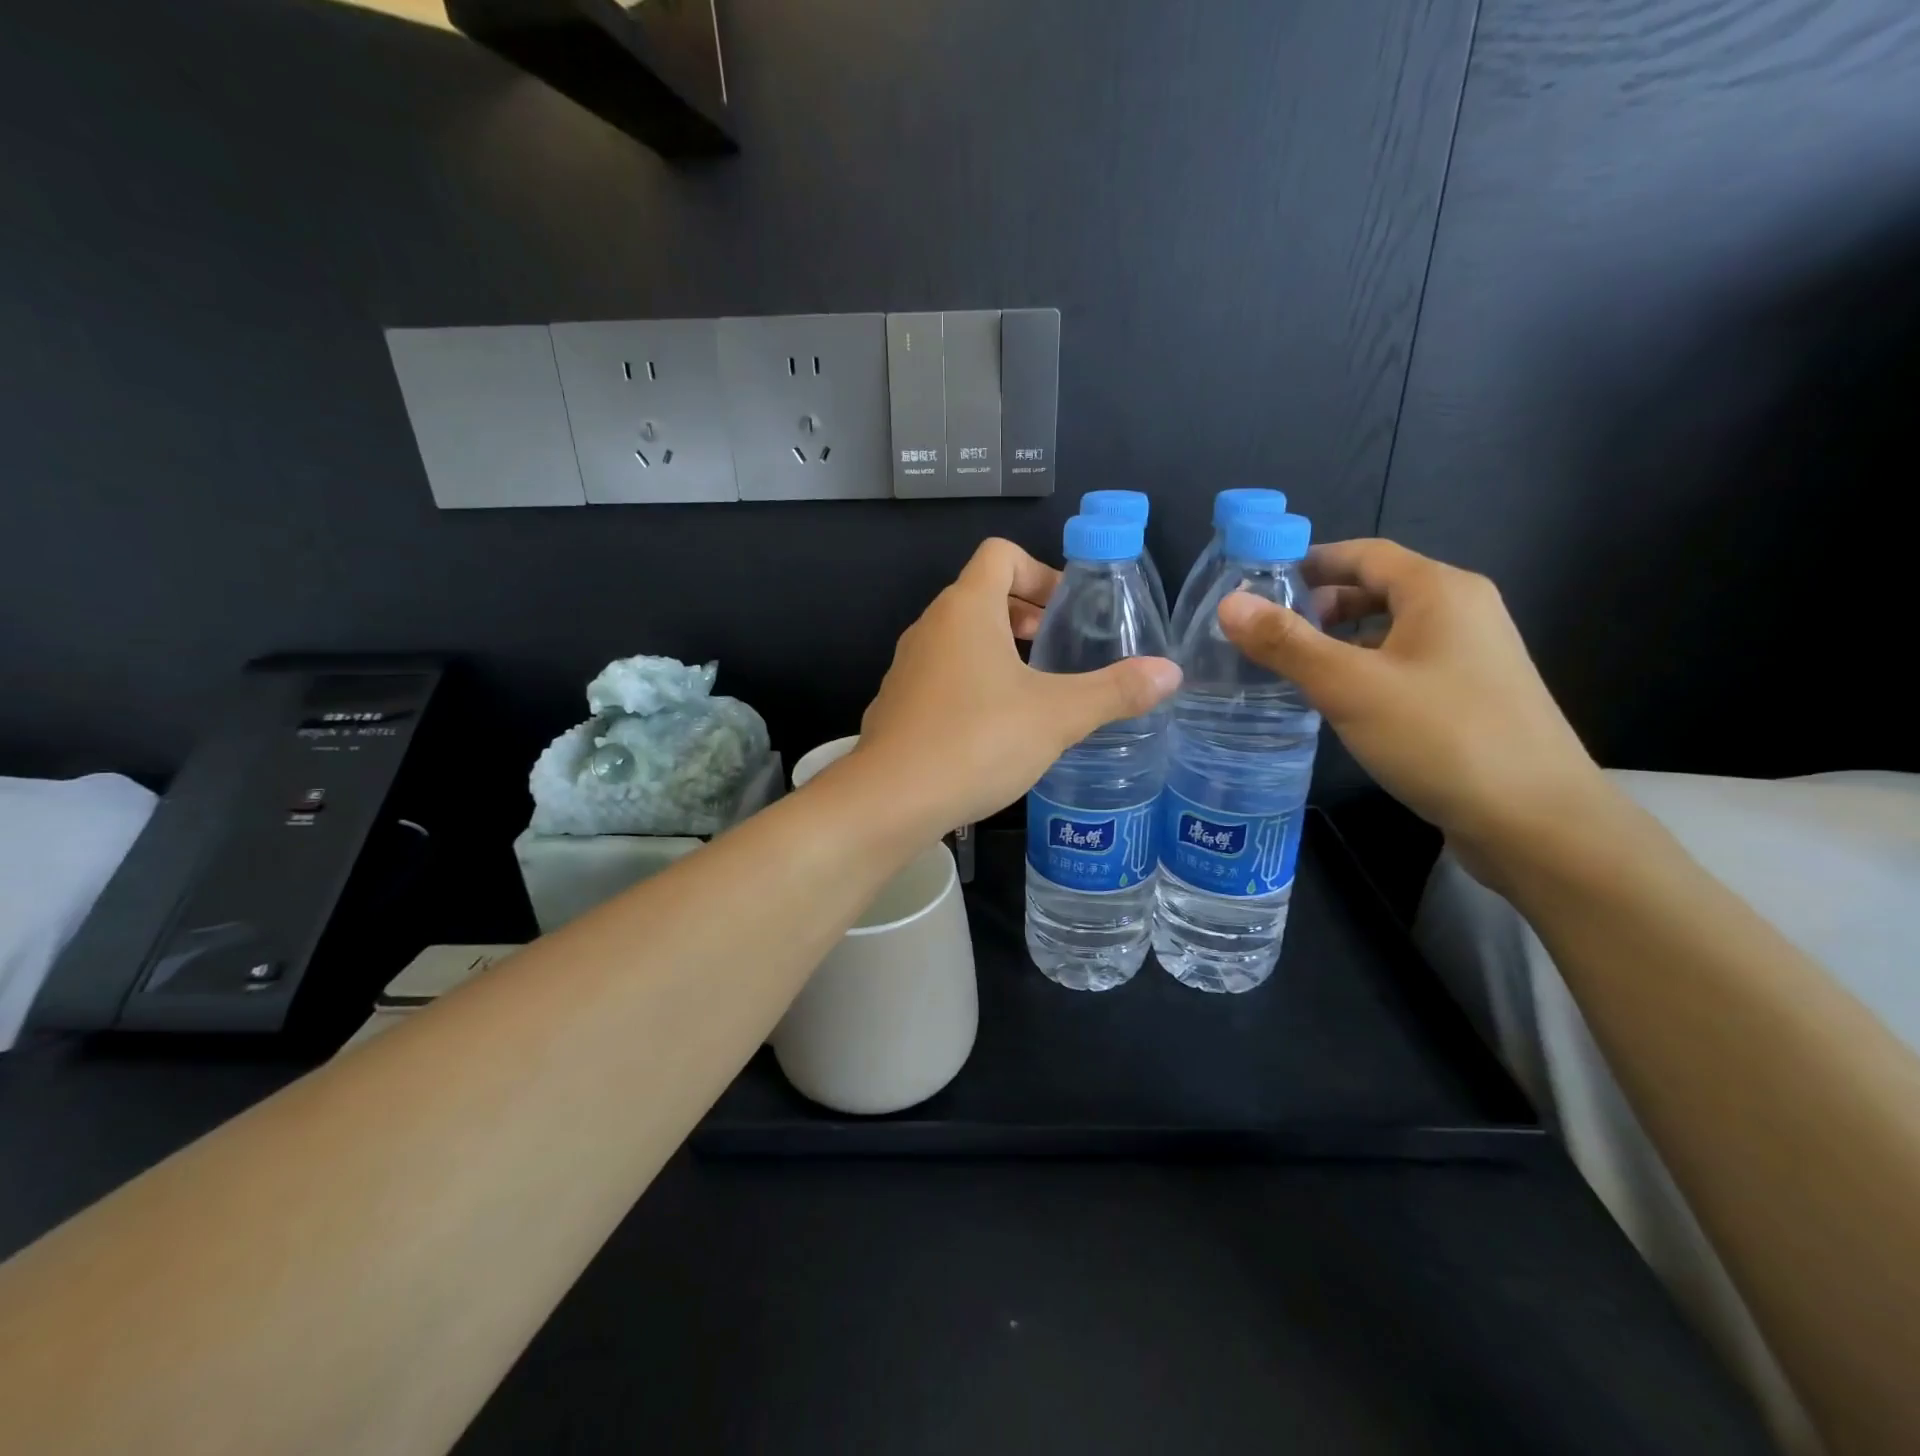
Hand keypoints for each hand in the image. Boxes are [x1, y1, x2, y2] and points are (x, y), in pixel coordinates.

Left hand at [850, 539, 1180, 834]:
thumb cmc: (977, 741)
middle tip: (1057, 648)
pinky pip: (941, 674)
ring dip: (998, 650)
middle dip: (1024, 613)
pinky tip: (993, 728)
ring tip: (1034, 690)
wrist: (890, 800)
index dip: (1040, 571)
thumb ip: (1115, 691)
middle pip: (980, 594)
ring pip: (959, 637)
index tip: (1066, 611)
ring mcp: (907, 666)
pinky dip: (972, 681)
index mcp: (966, 609)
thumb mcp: (1057, 716)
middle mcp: (930, 627)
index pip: (1000, 554)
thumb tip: (1171, 672)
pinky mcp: (897, 703)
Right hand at [1216, 539, 1607, 870]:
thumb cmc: (1440, 738)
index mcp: (1439, 591)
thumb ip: (1286, 643)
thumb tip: (1229, 604)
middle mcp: (1462, 610)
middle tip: (1265, 633)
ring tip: (1289, 667)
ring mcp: (1472, 654)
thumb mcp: (1349, 686)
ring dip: (1339, 640)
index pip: (1363, 553)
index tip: (1255, 584)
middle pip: (1377, 589)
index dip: (1307, 561)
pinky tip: (1337, 701)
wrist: (1536, 820)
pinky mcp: (1472, 694)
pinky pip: (1405, 663)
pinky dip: (1365, 668)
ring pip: (1390, 629)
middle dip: (1318, 605)